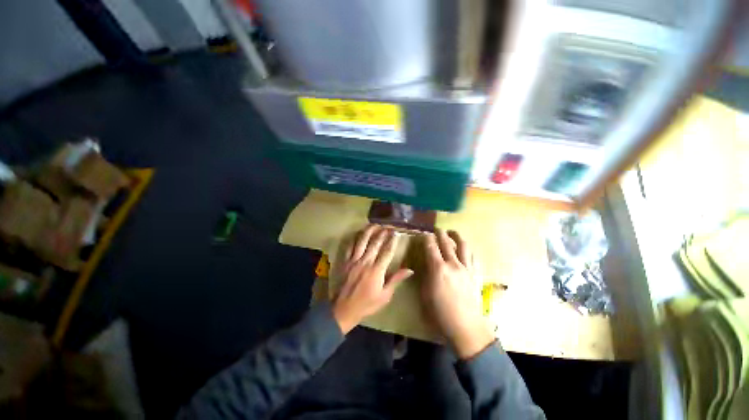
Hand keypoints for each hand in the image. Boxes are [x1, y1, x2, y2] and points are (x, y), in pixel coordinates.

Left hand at [333, 225, 412, 333]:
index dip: (392, 241)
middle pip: (375, 243)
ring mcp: (354, 260)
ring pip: (362, 241)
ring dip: (369, 231)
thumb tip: (410, 270)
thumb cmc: (367, 304)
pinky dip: (354, 238)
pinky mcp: (345, 261)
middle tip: (388, 226)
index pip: (387, 251)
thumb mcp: (385, 295)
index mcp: (376, 270)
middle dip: (382, 233)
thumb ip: (396, 280)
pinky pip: (349, 246)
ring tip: (375, 224)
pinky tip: (359, 233)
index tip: (396, 233)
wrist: (344, 309)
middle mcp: (365, 261)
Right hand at [422, 229, 494, 358]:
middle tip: (437, 229)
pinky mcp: (475, 274)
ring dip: (457, 237)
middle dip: (440, 233)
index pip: (431, 247)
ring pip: (463, 246)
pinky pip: (472, 257)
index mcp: (438, 269)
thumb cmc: (440, 313)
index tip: (424, 234)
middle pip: (446, 243)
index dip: (426, 238)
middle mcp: (453, 264)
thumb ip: (426, 275)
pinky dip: (467, 250)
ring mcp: (466, 268)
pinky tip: (465, 249)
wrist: (466, 327)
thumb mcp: (425, 294)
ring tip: (452, 233)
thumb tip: (426, 265)